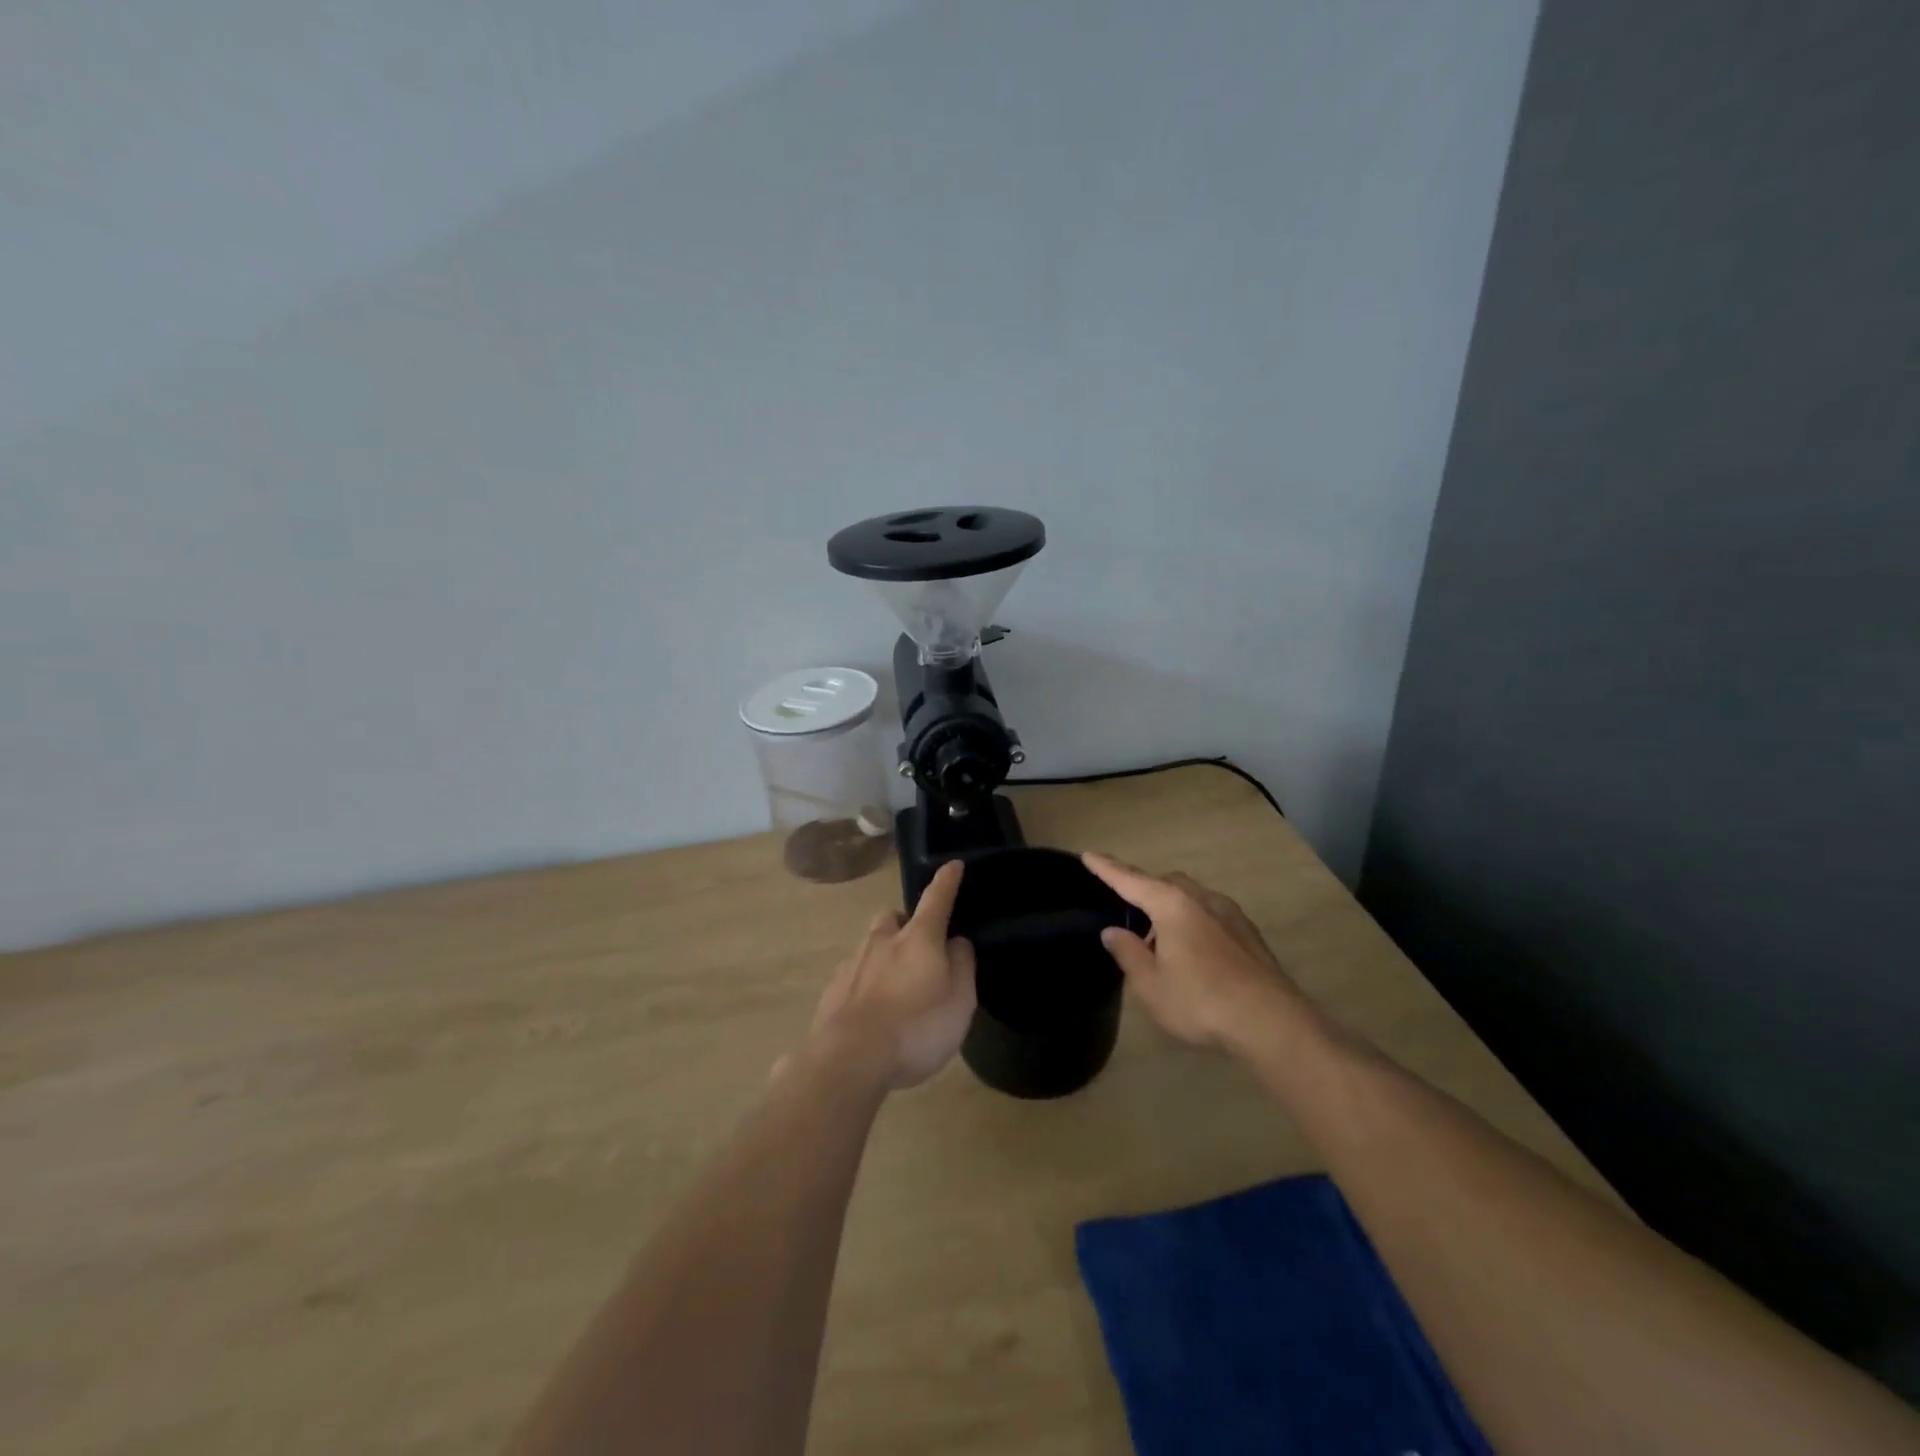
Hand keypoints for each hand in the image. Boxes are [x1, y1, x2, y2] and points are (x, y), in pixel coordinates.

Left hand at [802, 860, 976, 1089]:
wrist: (849, 1059)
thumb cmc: (916, 1028)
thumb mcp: (960, 1001)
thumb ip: (962, 965)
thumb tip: (957, 941)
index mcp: (919, 938)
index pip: (937, 899)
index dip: (947, 881)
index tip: (953, 864)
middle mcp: (883, 941)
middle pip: (893, 918)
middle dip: (905, 923)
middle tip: (918, 946)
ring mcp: (853, 964)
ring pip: (871, 945)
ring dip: (883, 954)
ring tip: (895, 985)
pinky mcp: (832, 990)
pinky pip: (854, 975)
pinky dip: (865, 982)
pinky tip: (871, 1009)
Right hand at [1083, 854, 1301, 1051]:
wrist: (1272, 1022)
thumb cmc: (1201, 1001)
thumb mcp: (1151, 985)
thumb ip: (1129, 953)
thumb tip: (1112, 932)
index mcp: (1171, 905)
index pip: (1130, 880)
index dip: (1107, 868)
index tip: (1089, 855)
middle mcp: (1200, 898)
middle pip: (1164, 882)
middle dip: (1143, 887)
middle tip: (1126, 908)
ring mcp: (1229, 913)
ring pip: (1190, 896)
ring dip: (1169, 907)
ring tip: (1158, 938)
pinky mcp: (1248, 933)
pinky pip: (1209, 913)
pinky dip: (1192, 920)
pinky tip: (1192, 949)